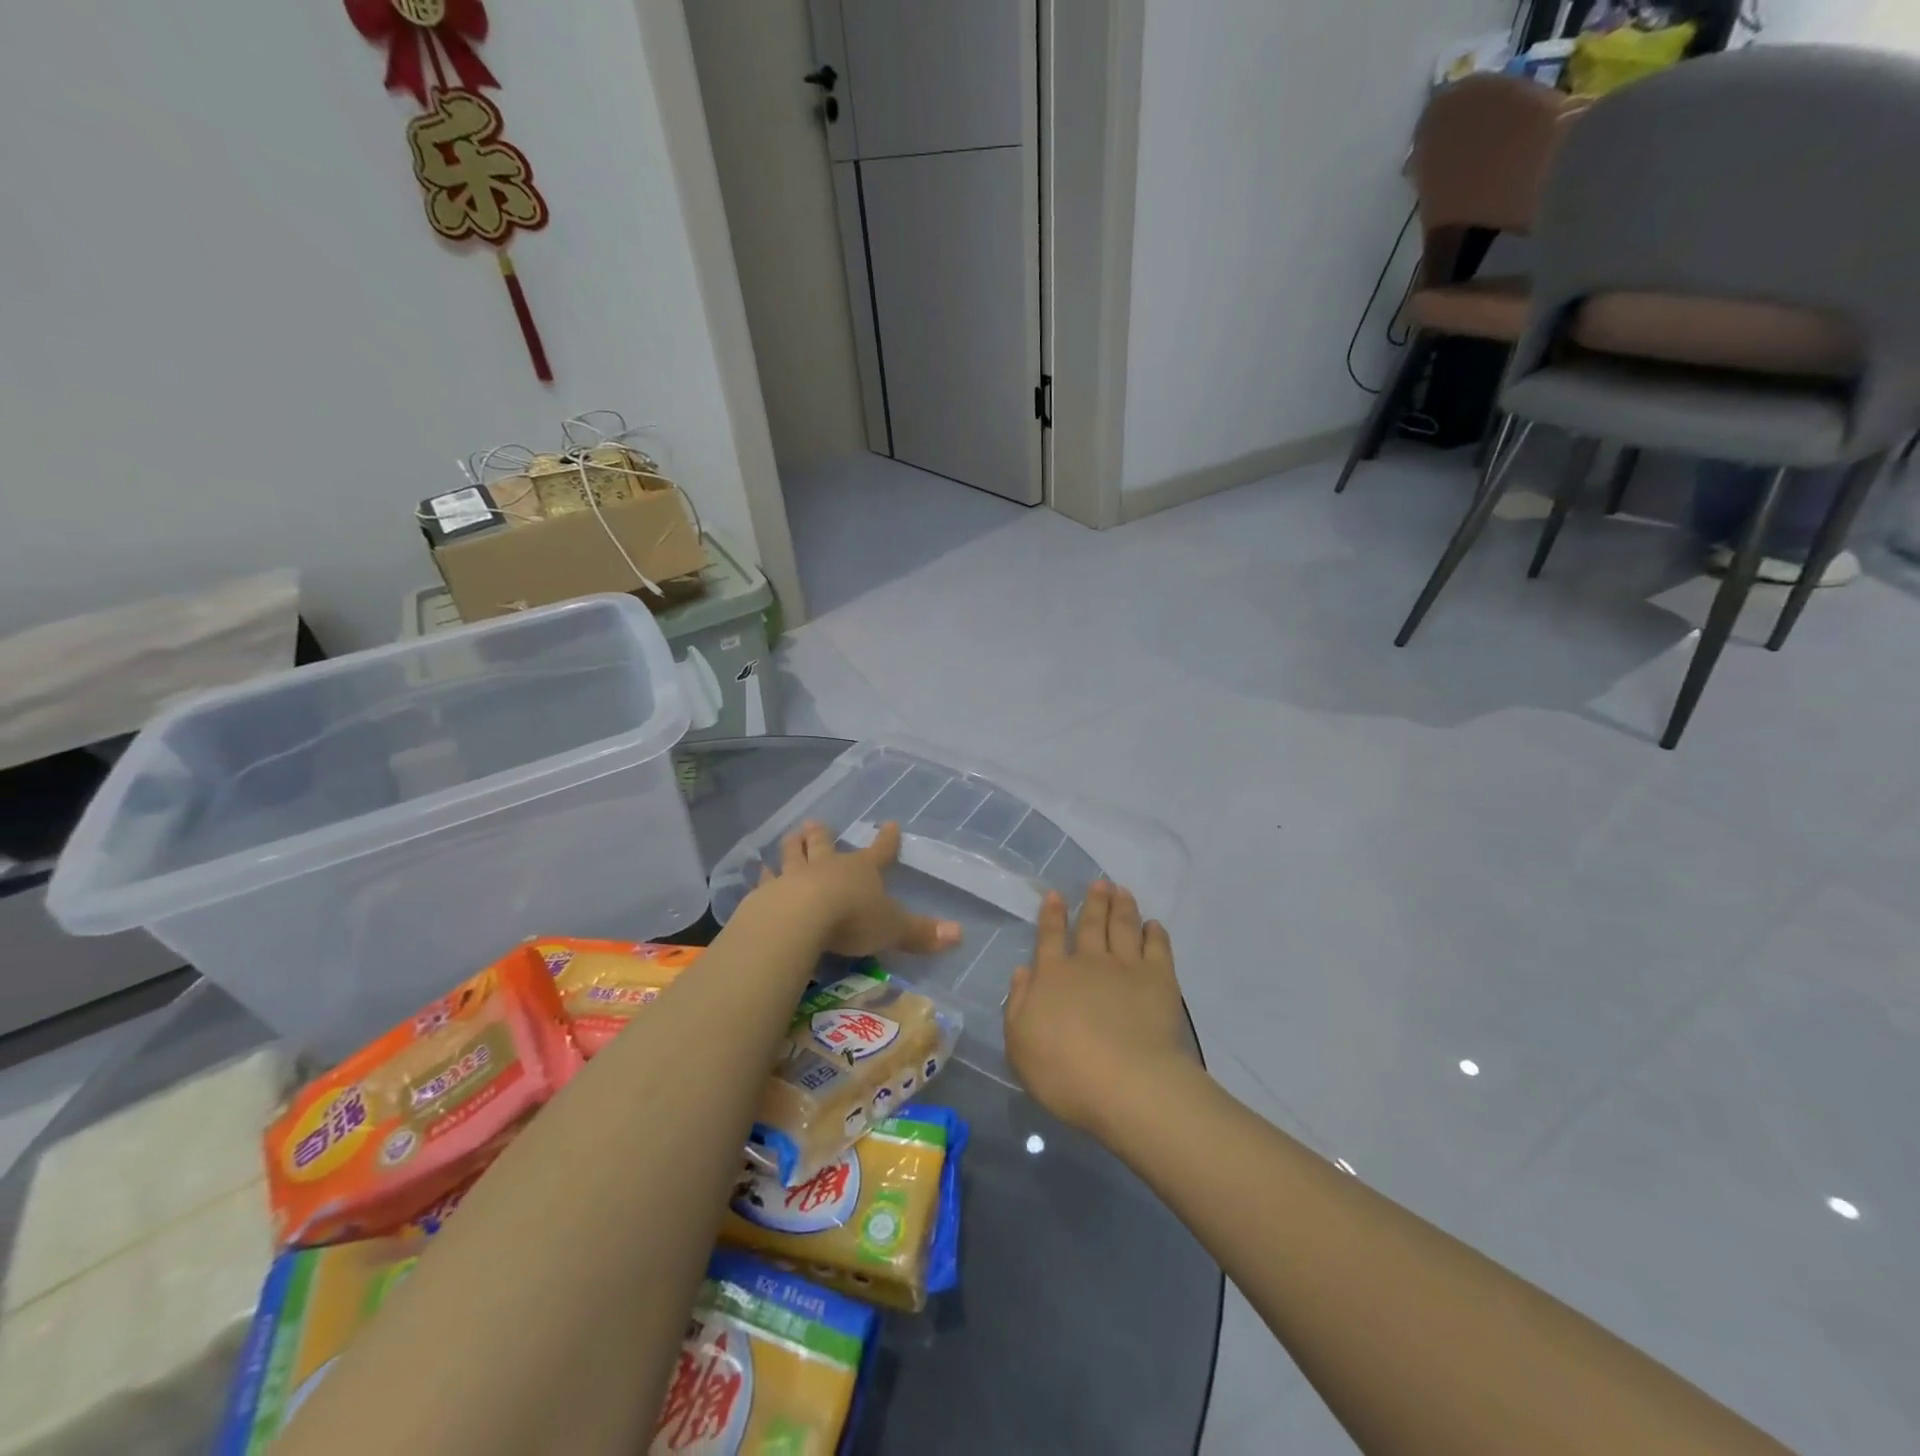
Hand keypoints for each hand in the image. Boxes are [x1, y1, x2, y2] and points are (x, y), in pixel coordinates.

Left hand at [755, 820, 960, 958]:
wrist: (801, 918)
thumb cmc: (852, 919)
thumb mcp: (893, 929)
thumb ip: (922, 933)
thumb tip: (960, 934)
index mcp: (862, 871)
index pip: (880, 851)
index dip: (887, 840)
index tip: (890, 823)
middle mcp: (829, 866)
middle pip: (826, 845)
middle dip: (823, 835)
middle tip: (815, 823)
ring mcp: (796, 876)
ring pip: (794, 856)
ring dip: (793, 847)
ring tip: (789, 835)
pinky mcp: (768, 893)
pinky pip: (766, 881)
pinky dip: (763, 876)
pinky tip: (757, 871)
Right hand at [1004, 881, 1196, 1136]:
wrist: (1125, 1082)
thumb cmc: (1063, 1070)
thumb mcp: (1020, 1043)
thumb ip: (1019, 1004)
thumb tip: (1023, 971)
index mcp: (1053, 976)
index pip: (1050, 937)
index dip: (1052, 914)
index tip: (1056, 894)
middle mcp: (1088, 962)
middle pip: (1091, 924)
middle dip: (1094, 902)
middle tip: (1099, 883)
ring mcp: (1126, 967)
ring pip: (1123, 927)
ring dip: (1122, 907)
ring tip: (1122, 891)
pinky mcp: (1159, 979)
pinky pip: (1157, 946)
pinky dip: (1155, 933)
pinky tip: (1154, 925)